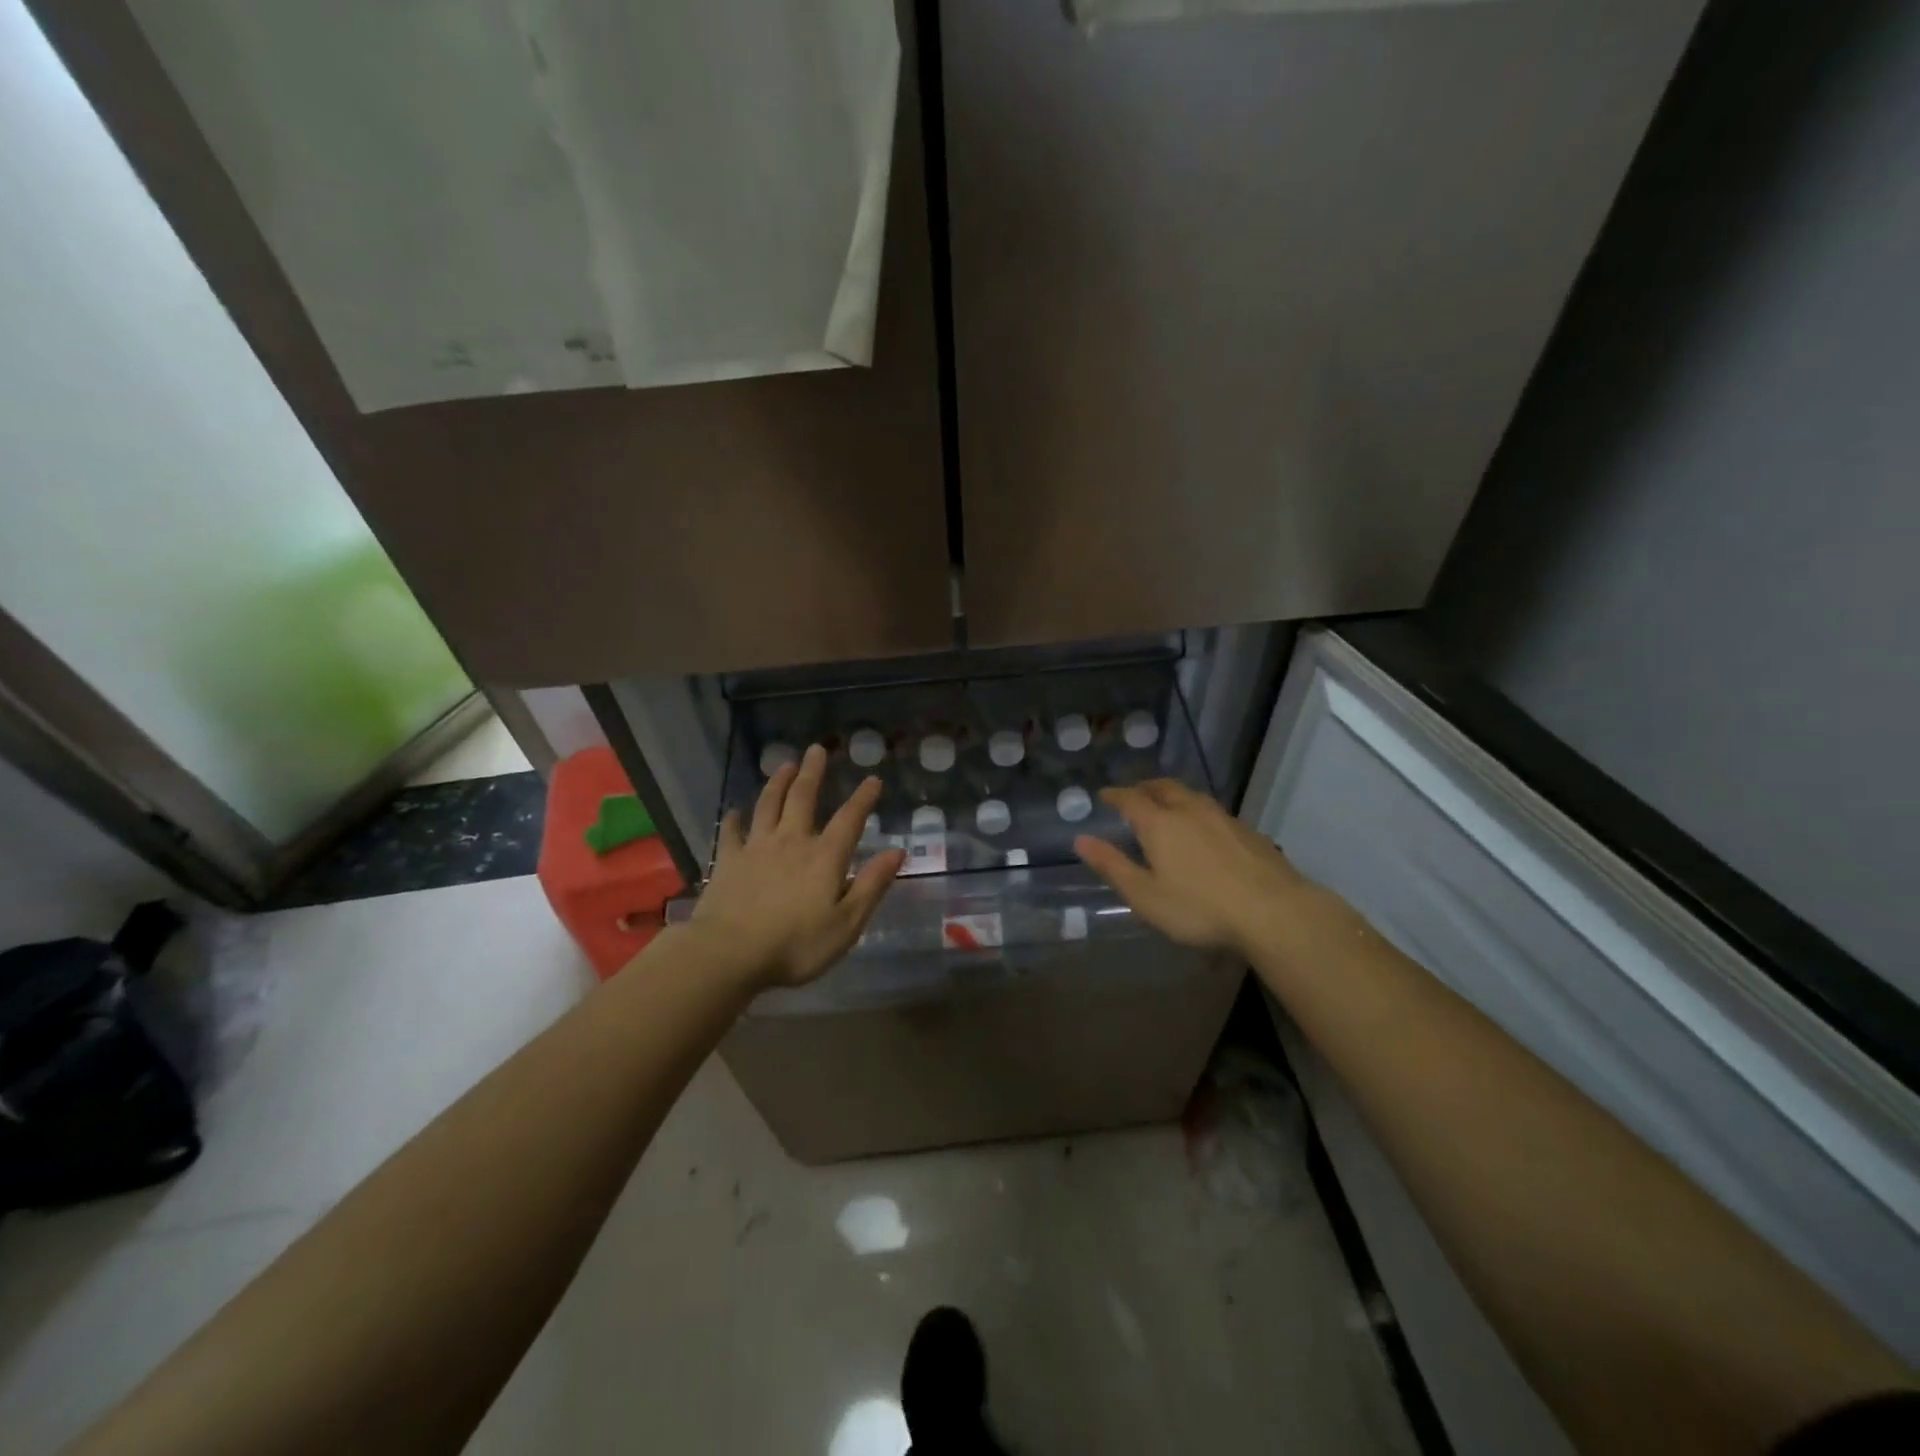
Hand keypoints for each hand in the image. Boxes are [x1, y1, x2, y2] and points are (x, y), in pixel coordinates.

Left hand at [690, 744, 904, 988]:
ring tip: (784, 765)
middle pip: (803, 798)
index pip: (849, 819)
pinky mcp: (728, 861)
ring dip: (777, 783)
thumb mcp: (847, 923)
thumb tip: (897, 852)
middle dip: (813, 773)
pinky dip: (734, 819)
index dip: (863, 798)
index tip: (873, 779)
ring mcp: (756, 848)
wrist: (729, 953)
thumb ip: (872, 885)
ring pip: (768, 805)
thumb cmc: (796, 945)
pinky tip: (734, 812)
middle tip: (817, 749)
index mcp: (825, 857)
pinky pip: (731, 832)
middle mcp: (791, 841)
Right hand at [1073, 779, 1311, 954]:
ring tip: (1165, 806)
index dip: (1114, 795)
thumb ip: (1112, 866)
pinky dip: (1196, 811)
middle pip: (1162, 788)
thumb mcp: (1145, 895)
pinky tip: (1202, 830)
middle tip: (1133, 795)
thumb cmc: (1199, 907)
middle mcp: (1189, 810)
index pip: (1130, 798)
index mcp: (1159, 823)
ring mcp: (1222, 818)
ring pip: (1190, 795)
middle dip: (1144, 788)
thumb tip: (1081, 840)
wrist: (1273, 911)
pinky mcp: (1247, 831)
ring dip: (1172, 795)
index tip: (1104, 795)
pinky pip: (1212, 810)